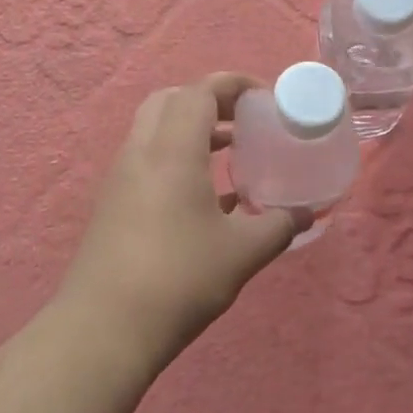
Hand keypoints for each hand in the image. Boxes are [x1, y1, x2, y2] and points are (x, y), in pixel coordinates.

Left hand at [60, 73, 308, 362]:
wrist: (104, 328)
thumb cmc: (179, 278)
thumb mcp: (241, 253)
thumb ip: (278, 226)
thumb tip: (307, 214)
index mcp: (172, 149)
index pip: (200, 91)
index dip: (233, 84)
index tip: (263, 97)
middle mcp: (141, 152)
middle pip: (171, 101)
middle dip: (208, 101)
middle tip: (243, 120)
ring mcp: (121, 177)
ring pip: (154, 130)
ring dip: (191, 130)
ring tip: (229, 152)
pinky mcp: (112, 203)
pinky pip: (147, 159)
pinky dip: (175, 157)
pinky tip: (204, 196)